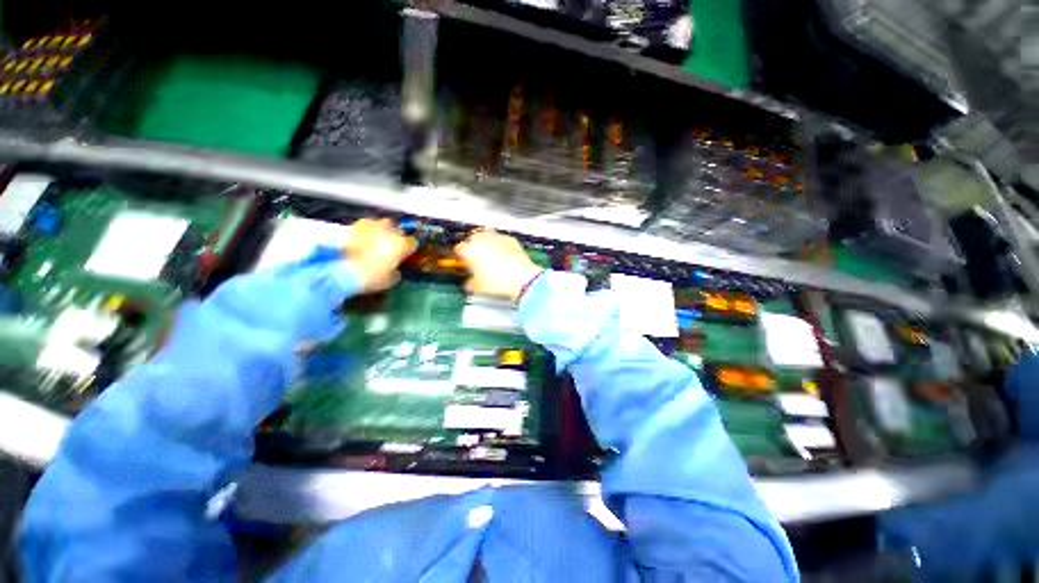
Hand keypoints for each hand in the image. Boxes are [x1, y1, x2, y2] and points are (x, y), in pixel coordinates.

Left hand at [344, 219, 416, 292]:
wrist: (340, 269)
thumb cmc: (371, 277)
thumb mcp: (390, 280)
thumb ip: (395, 271)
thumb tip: (394, 268)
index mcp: (402, 244)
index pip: (412, 243)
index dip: (409, 250)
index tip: (405, 256)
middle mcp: (390, 230)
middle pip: (397, 230)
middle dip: (395, 237)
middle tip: (390, 248)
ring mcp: (371, 225)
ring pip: (381, 225)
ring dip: (380, 232)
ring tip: (374, 243)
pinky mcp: (354, 224)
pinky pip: (365, 227)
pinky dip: (365, 233)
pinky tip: (360, 242)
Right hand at [455, 230, 543, 301]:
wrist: (522, 279)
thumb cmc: (498, 283)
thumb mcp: (477, 288)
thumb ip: (469, 283)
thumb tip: (469, 283)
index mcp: (470, 250)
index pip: (459, 249)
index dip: (461, 257)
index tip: (464, 263)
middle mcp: (482, 239)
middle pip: (473, 238)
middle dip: (474, 246)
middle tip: (477, 258)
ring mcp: (497, 237)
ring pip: (488, 236)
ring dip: (487, 243)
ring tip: (491, 256)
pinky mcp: (511, 239)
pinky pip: (501, 240)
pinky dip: (501, 245)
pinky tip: (504, 256)